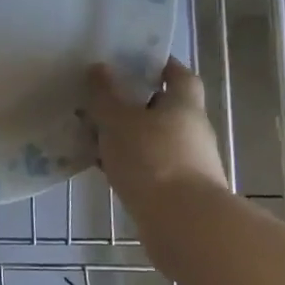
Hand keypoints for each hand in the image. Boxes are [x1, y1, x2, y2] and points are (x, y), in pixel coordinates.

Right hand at [85, 57, 228, 201]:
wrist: (183, 225)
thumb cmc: (152, 160)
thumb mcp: (119, 121)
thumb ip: (106, 95)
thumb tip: (99, 68)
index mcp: (184, 106)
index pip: (179, 75)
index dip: (160, 65)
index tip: (134, 60)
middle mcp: (192, 131)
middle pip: (164, 108)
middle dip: (135, 103)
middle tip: (101, 97)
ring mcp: (187, 163)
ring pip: (152, 140)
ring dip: (128, 136)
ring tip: (93, 133)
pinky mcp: (177, 192)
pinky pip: (148, 167)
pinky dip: (128, 163)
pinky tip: (101, 165)